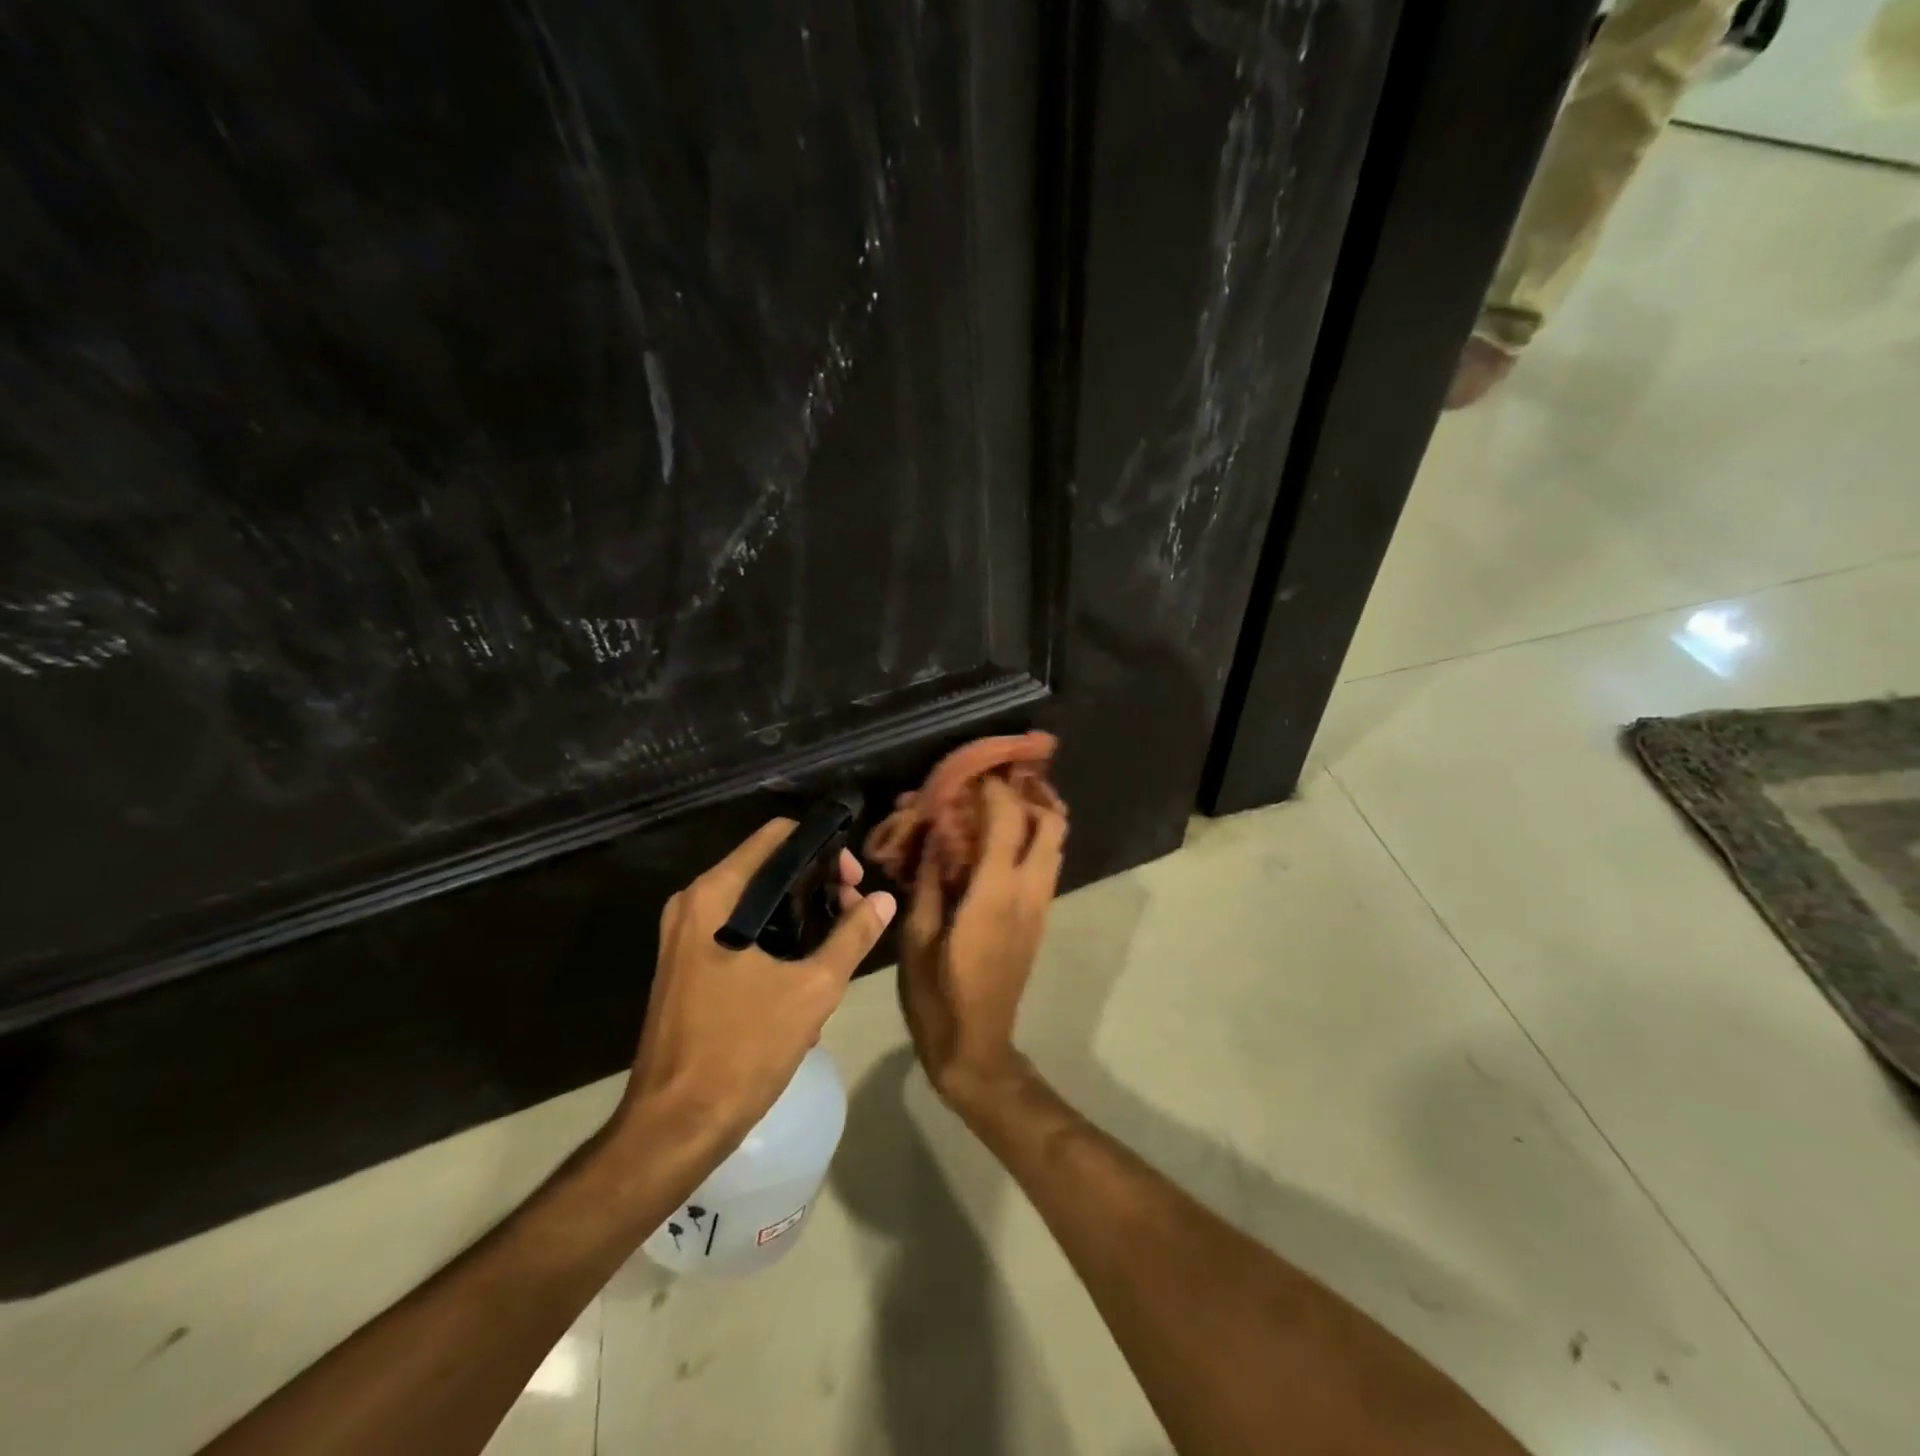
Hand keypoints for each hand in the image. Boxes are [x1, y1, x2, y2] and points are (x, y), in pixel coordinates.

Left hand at [615, 820, 895, 1162]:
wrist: (675, 1126)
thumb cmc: (742, 1048)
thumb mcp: (813, 989)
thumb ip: (852, 936)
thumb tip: (884, 899)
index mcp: (716, 895)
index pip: (778, 836)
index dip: (824, 850)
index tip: (854, 883)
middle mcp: (694, 902)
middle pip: (768, 867)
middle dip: (817, 886)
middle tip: (854, 916)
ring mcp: (684, 935)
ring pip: (756, 903)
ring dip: (800, 918)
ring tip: (836, 951)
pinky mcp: (685, 964)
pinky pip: (739, 932)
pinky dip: (775, 941)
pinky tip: (803, 981)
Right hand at [898, 777, 1065, 1105]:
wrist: (977, 1048)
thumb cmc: (938, 996)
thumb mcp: (917, 939)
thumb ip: (928, 883)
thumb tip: (932, 839)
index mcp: (994, 893)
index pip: (1008, 820)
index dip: (994, 788)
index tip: (972, 771)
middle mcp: (1027, 893)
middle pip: (1052, 825)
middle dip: (1032, 794)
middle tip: (999, 781)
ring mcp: (1039, 907)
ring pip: (1056, 845)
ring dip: (1036, 816)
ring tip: (1000, 803)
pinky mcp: (1039, 920)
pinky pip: (1046, 866)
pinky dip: (1032, 842)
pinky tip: (998, 842)